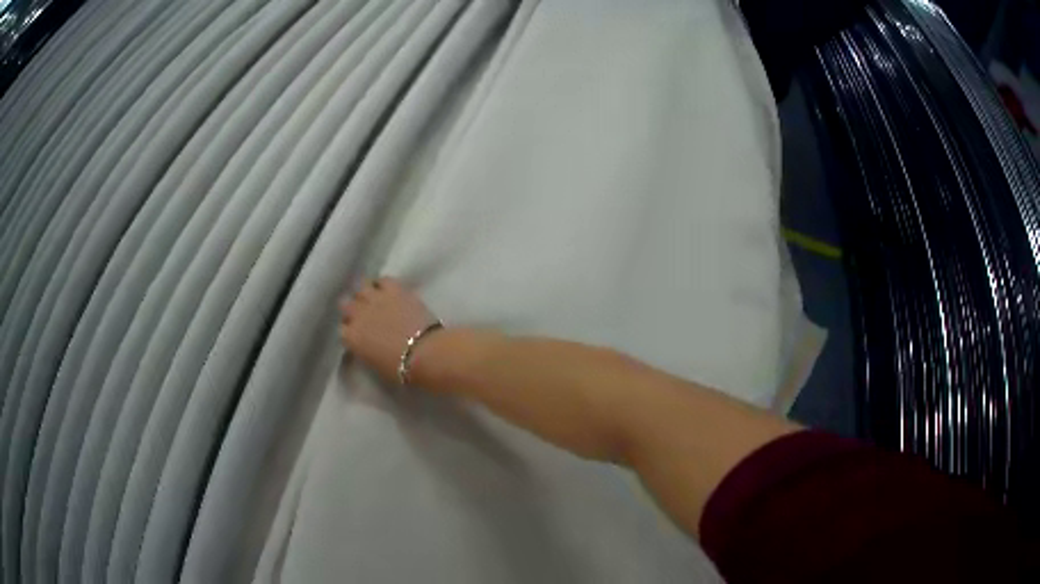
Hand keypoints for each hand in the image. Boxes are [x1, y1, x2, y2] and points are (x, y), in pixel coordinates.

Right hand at [339, 277, 439, 383]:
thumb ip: (365, 351)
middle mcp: (358, 315)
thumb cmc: (401, 369)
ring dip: (365, 293)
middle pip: (346, 304)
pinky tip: (388, 289)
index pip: (342, 329)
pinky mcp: (394, 289)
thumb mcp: (374, 365)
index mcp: (351, 338)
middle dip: (353, 309)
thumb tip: (367, 346)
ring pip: (360, 288)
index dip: (350, 329)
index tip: (357, 332)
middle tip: (364, 314)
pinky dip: (383, 284)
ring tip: (374, 298)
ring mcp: (375, 299)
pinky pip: (383, 280)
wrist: (424, 353)